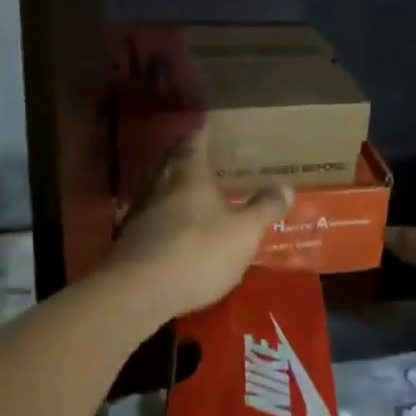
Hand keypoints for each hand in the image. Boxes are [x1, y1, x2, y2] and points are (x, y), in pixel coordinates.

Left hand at [107, 130, 291, 319]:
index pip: (195, 141)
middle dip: (186, 155)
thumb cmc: (198, 252)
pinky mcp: (129, 238)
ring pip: (158, 186)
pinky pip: (150, 214)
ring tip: (191, 188)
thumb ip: (264, 208)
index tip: (210, 123)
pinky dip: (163, 212)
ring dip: (173, 184)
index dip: (204, 131)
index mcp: (189, 173)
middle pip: (172, 160)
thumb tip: (286, 187)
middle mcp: (161, 183)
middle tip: (203, 153)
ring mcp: (141, 210)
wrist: (138, 291)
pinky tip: (173, 225)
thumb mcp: (243, 232)